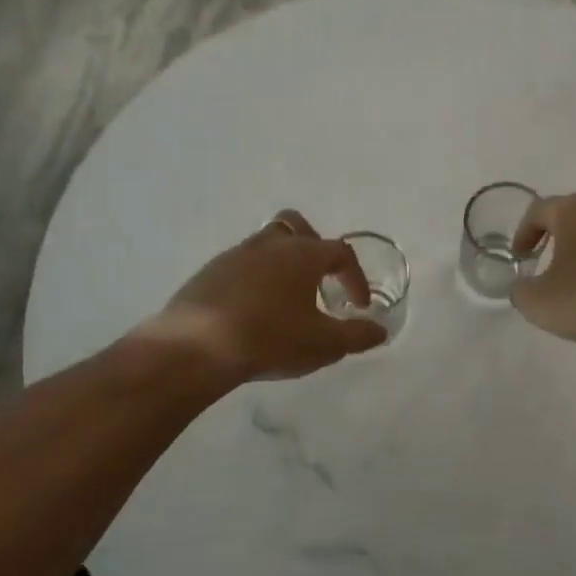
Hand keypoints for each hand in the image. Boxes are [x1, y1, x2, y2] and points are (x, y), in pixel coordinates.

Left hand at [159, 211, 386, 382]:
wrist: (195, 348)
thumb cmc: (270, 339)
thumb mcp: (323, 344)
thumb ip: (356, 336)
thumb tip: (380, 330)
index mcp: (303, 254)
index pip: (340, 253)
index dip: (356, 277)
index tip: (358, 305)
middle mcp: (270, 244)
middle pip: (297, 226)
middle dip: (314, 248)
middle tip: (319, 279)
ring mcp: (235, 255)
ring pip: (266, 243)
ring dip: (282, 263)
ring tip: (286, 297)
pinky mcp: (209, 272)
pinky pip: (241, 264)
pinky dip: (255, 278)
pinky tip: (253, 309)